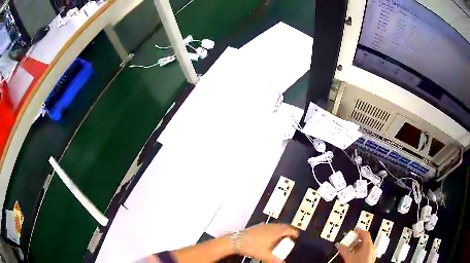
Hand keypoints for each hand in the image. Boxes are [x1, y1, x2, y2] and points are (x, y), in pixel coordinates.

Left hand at [239, 223, 298, 262]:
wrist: (236, 240)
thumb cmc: (253, 246)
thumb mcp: (265, 255)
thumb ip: (275, 260)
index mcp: (276, 231)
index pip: (289, 229)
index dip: (294, 233)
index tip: (296, 237)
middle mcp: (271, 226)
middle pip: (283, 227)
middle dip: (288, 232)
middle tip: (289, 239)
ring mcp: (263, 225)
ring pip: (275, 226)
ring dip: (280, 231)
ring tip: (280, 239)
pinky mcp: (257, 227)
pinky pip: (268, 227)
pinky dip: (272, 231)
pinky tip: (268, 237)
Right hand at [337, 230, 375, 262]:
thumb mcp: (349, 255)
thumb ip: (344, 249)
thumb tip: (339, 245)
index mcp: (368, 244)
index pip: (364, 233)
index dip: (357, 232)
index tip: (352, 233)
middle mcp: (371, 247)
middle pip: (363, 240)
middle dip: (355, 241)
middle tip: (348, 243)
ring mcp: (371, 253)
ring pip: (363, 247)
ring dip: (356, 247)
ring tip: (348, 250)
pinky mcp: (369, 258)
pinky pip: (364, 252)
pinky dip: (358, 252)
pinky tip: (352, 256)